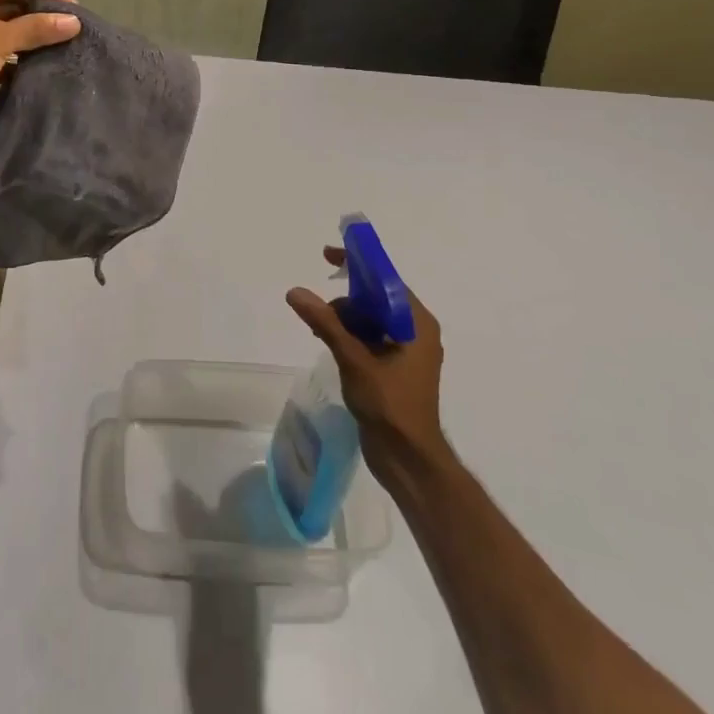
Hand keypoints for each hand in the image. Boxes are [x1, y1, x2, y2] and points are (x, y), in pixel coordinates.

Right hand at [287, 246, 448, 478]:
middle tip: (319, 314)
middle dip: (345, 300)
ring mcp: (405, 351)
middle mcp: (415, 331)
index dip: (357, 264)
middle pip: (375, 298)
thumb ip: (326, 323)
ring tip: (320, 332)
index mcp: (417, 323)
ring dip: (343, 319)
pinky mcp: (393, 367)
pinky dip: (348, 335)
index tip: (327, 255)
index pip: (386, 279)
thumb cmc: (390, 405)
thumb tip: (295, 292)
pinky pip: (368, 338)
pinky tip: (327, 343)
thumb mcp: (354, 359)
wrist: (408, 458)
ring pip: (369, 319)